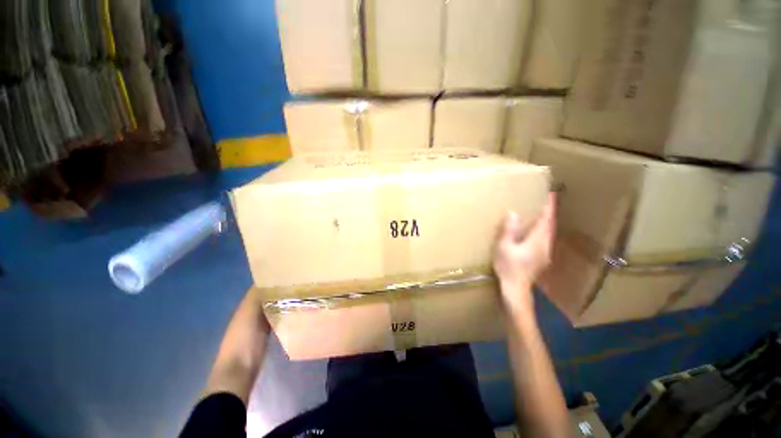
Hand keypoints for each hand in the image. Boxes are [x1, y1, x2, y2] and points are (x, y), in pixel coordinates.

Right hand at [493, 193, 555, 309]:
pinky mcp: (540, 259)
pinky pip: (544, 240)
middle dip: (549, 213)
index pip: (546, 220)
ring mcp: (544, 253)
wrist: (516, 289)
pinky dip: (542, 231)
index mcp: (537, 241)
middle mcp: (545, 245)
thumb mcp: (504, 248)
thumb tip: (513, 213)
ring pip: (548, 233)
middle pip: (550, 226)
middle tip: (545, 201)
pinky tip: (534, 232)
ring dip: (546, 222)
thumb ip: (509, 230)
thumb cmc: (509, 268)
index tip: (552, 194)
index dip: (549, 207)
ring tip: (540, 213)